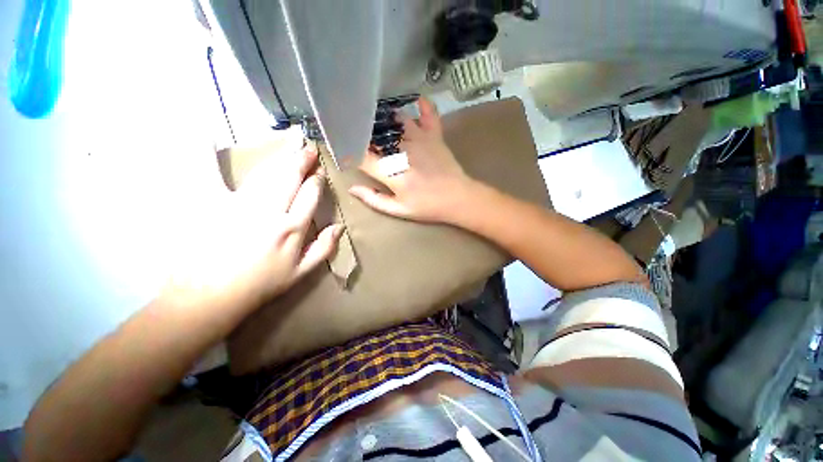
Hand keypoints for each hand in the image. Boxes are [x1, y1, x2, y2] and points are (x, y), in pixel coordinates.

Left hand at [167, 143, 342, 312]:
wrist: (210, 297)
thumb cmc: (260, 286)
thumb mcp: (301, 273)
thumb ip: (324, 248)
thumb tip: (339, 227)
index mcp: (292, 229)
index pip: (310, 195)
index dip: (316, 181)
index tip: (319, 172)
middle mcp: (270, 212)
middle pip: (290, 178)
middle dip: (301, 161)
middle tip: (309, 149)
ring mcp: (239, 205)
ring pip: (265, 174)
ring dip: (279, 159)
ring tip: (289, 148)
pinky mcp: (211, 204)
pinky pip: (208, 174)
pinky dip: (204, 153)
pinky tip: (203, 134)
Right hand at [349, 97, 476, 223]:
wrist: (458, 199)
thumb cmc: (427, 206)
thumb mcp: (399, 210)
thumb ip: (374, 199)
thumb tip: (352, 188)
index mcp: (391, 172)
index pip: (362, 156)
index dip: (349, 151)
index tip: (342, 148)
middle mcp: (402, 150)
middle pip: (377, 134)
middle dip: (364, 131)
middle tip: (356, 129)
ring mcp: (420, 140)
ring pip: (397, 120)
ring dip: (385, 117)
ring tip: (376, 116)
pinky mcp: (434, 136)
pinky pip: (428, 114)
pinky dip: (422, 105)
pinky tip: (415, 99)